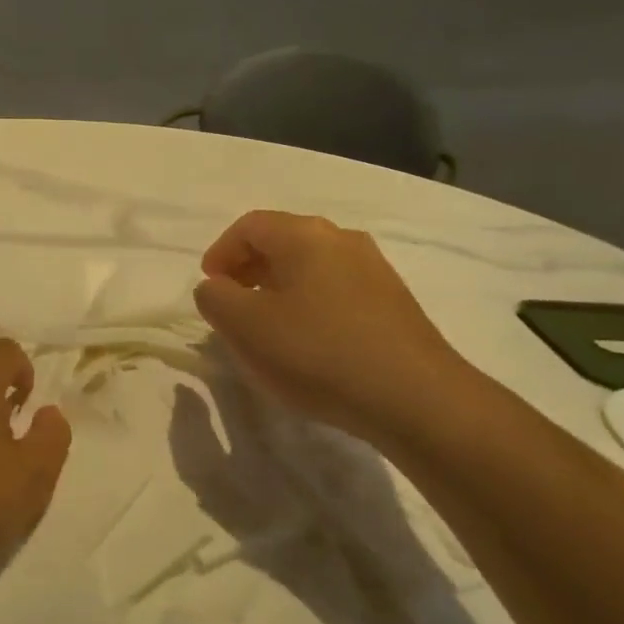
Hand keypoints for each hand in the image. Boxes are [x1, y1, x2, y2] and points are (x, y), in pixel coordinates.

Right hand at [193, 210, 467, 443]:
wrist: (414, 397)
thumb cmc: (318, 353)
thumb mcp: (246, 327)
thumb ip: (215, 299)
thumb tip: (216, 287)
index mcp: (305, 235)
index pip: (249, 226)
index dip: (220, 253)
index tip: (209, 288)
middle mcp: (343, 239)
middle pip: (282, 242)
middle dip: (248, 270)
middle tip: (231, 306)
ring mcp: (374, 269)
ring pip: (311, 267)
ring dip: (279, 289)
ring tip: (267, 328)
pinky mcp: (393, 302)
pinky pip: (336, 290)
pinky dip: (309, 305)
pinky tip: (309, 344)